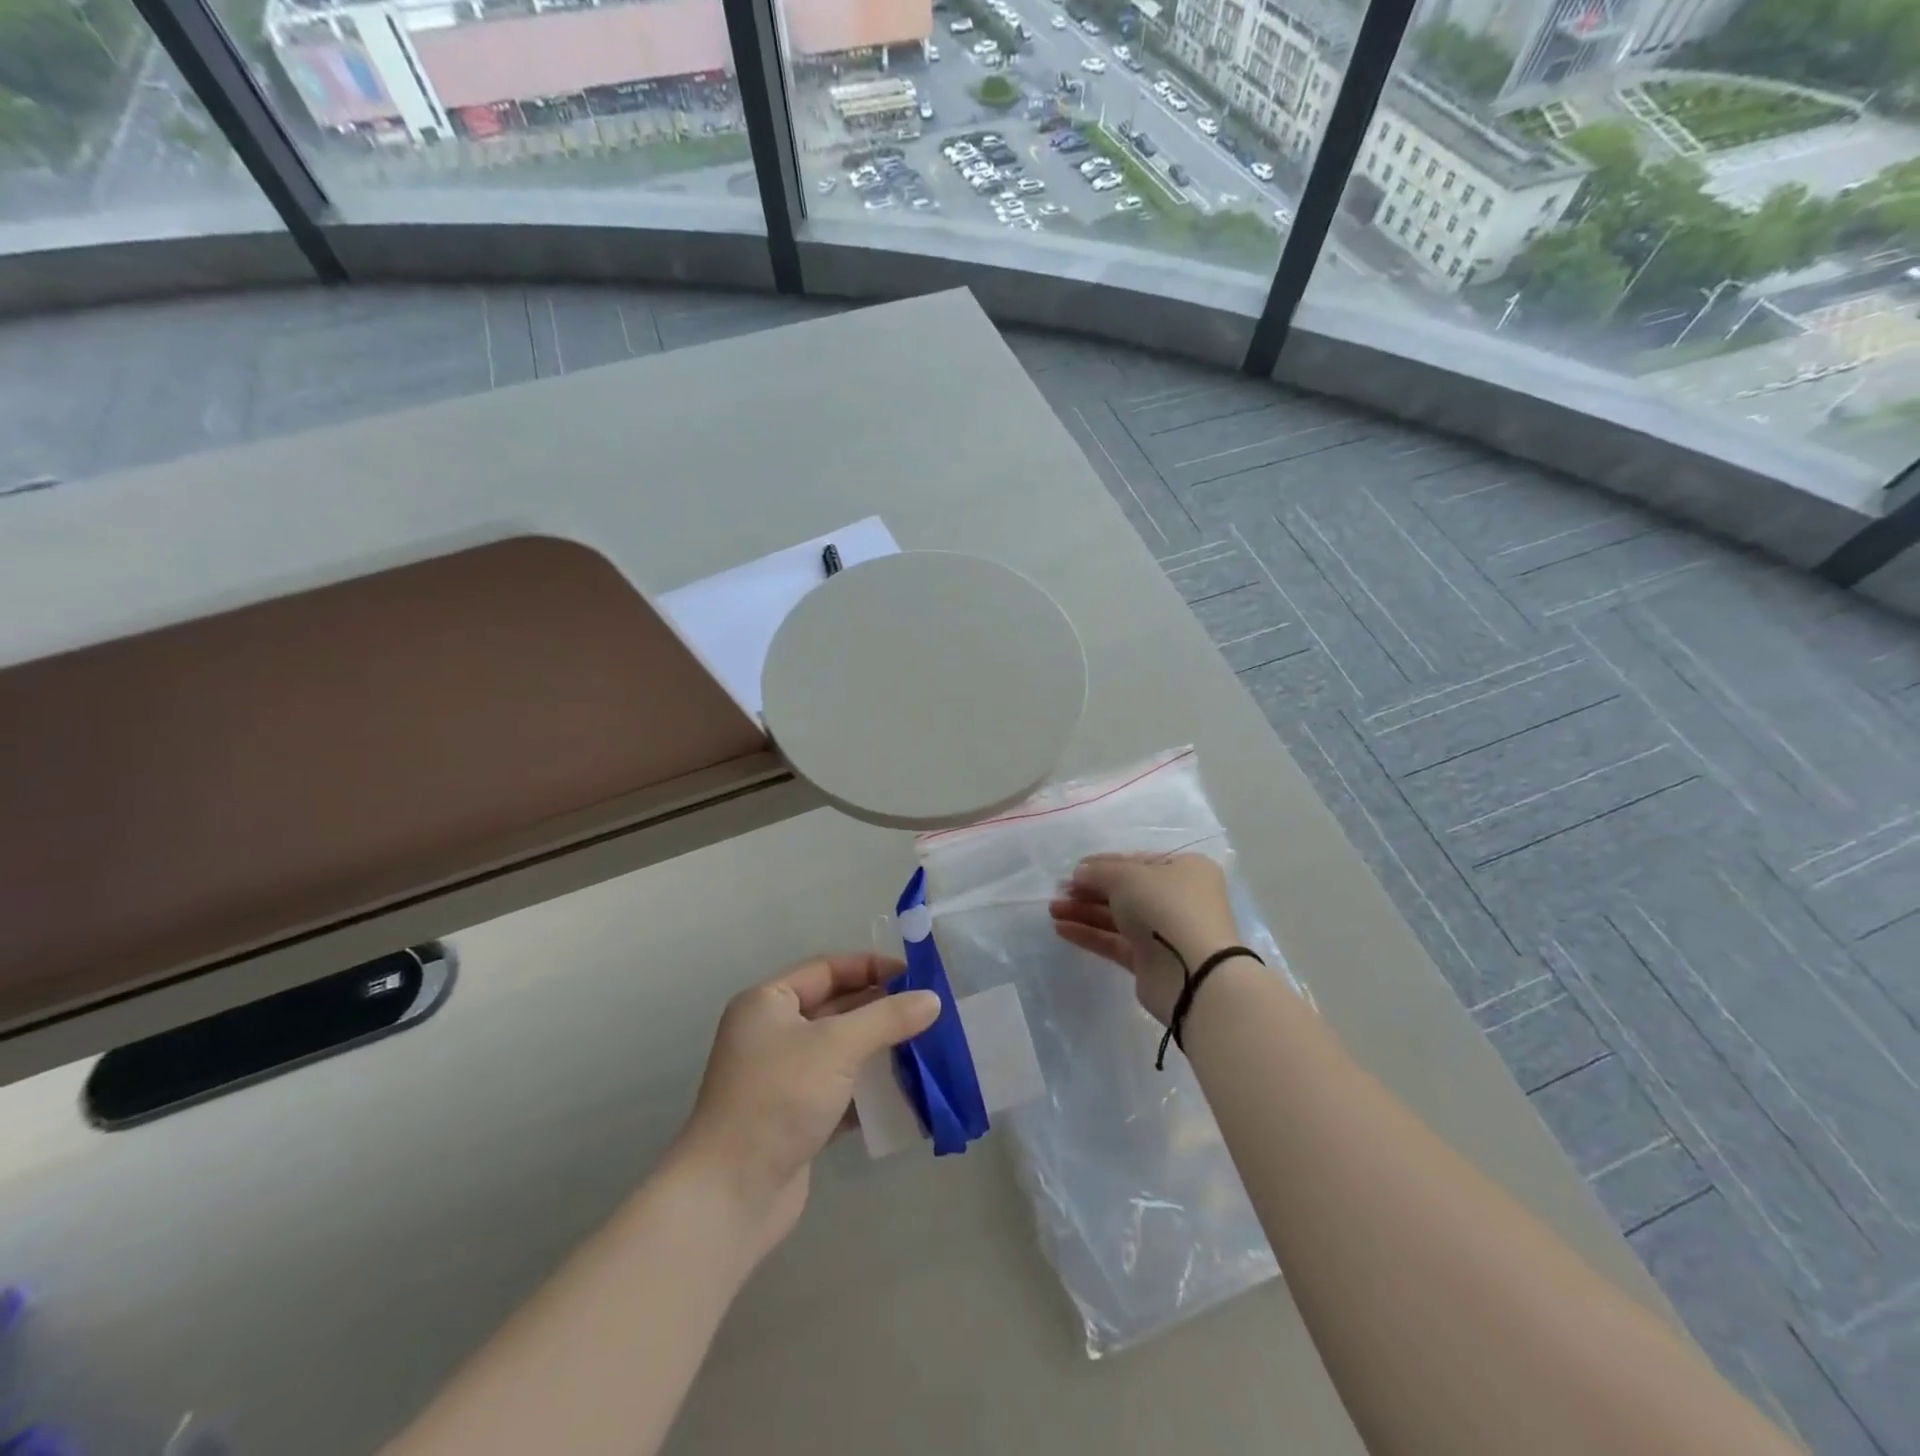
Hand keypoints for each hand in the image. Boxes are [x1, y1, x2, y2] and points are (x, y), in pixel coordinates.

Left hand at [670, 954, 940, 1263]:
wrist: (731, 1195)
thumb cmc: (779, 1098)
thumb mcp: (837, 1046)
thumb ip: (887, 1018)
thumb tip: (932, 1000)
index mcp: (767, 1003)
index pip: (827, 969)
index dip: (871, 968)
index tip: (916, 977)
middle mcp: (771, 1034)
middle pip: (836, 1008)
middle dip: (881, 1010)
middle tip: (928, 1013)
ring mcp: (782, 1078)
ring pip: (841, 1051)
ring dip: (879, 1050)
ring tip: (926, 1049)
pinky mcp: (795, 1117)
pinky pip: (840, 1090)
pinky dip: (869, 1090)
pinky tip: (906, 1093)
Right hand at [1048, 853, 1239, 1024]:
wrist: (1193, 972)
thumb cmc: (1166, 906)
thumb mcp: (1128, 876)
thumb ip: (1099, 871)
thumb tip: (1080, 873)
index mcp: (1183, 869)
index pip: (1136, 862)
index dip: (1103, 864)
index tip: (1073, 869)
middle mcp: (1177, 898)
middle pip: (1125, 890)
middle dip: (1089, 890)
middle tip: (1058, 891)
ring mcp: (1164, 931)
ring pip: (1117, 917)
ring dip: (1084, 911)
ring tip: (1052, 909)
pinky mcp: (1150, 961)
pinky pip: (1115, 942)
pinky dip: (1089, 934)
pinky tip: (1060, 928)